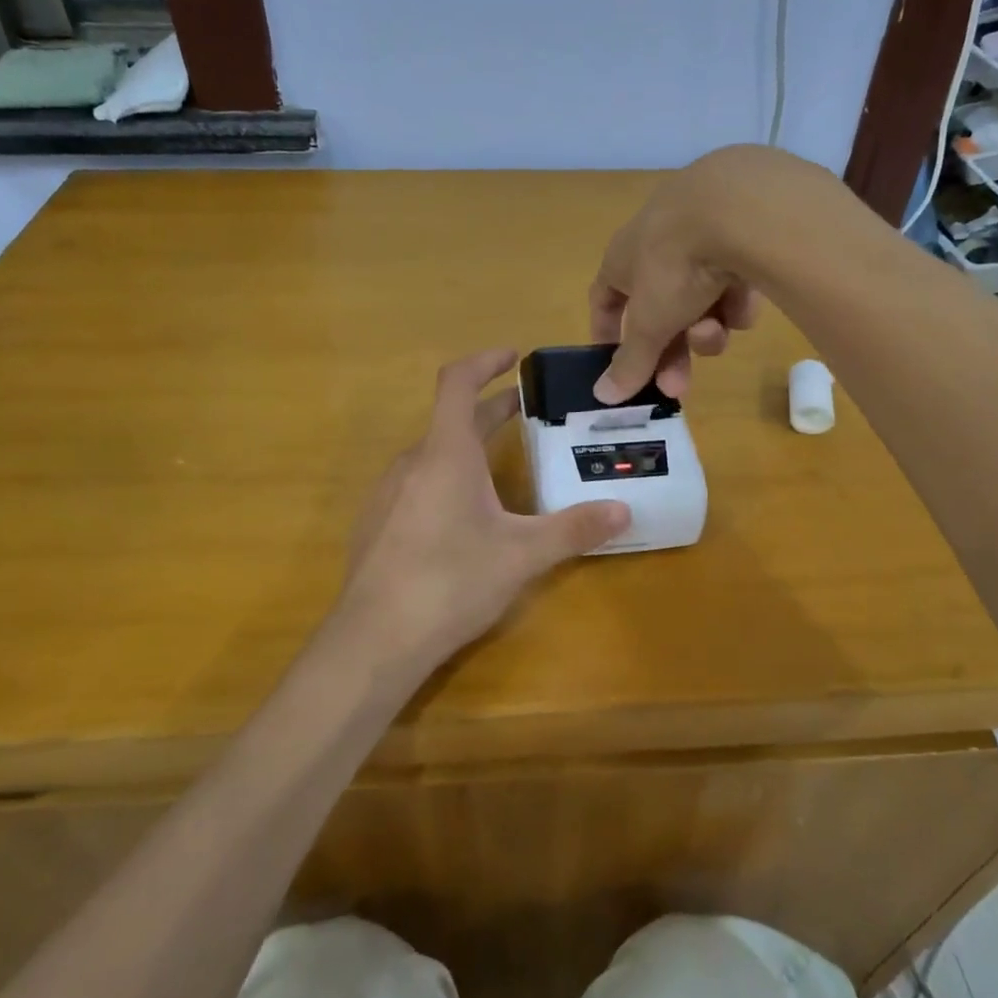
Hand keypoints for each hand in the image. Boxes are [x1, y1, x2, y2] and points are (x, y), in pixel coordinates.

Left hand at [334, 350, 629, 668]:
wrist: (374, 639)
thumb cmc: (451, 581)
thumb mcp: (522, 555)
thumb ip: (573, 529)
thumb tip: (623, 511)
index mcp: (445, 453)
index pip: (457, 382)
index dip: (484, 361)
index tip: (514, 357)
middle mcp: (412, 462)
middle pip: (451, 420)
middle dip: (490, 411)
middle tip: (527, 412)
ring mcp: (388, 494)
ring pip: (434, 455)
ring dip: (468, 447)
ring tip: (502, 466)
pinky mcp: (378, 524)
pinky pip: (417, 484)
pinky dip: (447, 478)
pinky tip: (464, 518)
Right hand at [589, 147, 784, 401]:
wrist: (739, 208)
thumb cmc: (674, 265)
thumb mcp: (650, 324)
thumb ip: (630, 362)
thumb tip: (602, 396)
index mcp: (623, 258)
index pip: (605, 299)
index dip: (609, 334)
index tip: (620, 368)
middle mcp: (658, 243)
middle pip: (659, 311)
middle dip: (669, 352)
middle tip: (678, 386)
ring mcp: (702, 235)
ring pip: (699, 300)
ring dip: (704, 328)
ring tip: (717, 331)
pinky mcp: (744, 232)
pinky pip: (734, 281)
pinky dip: (736, 299)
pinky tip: (746, 301)